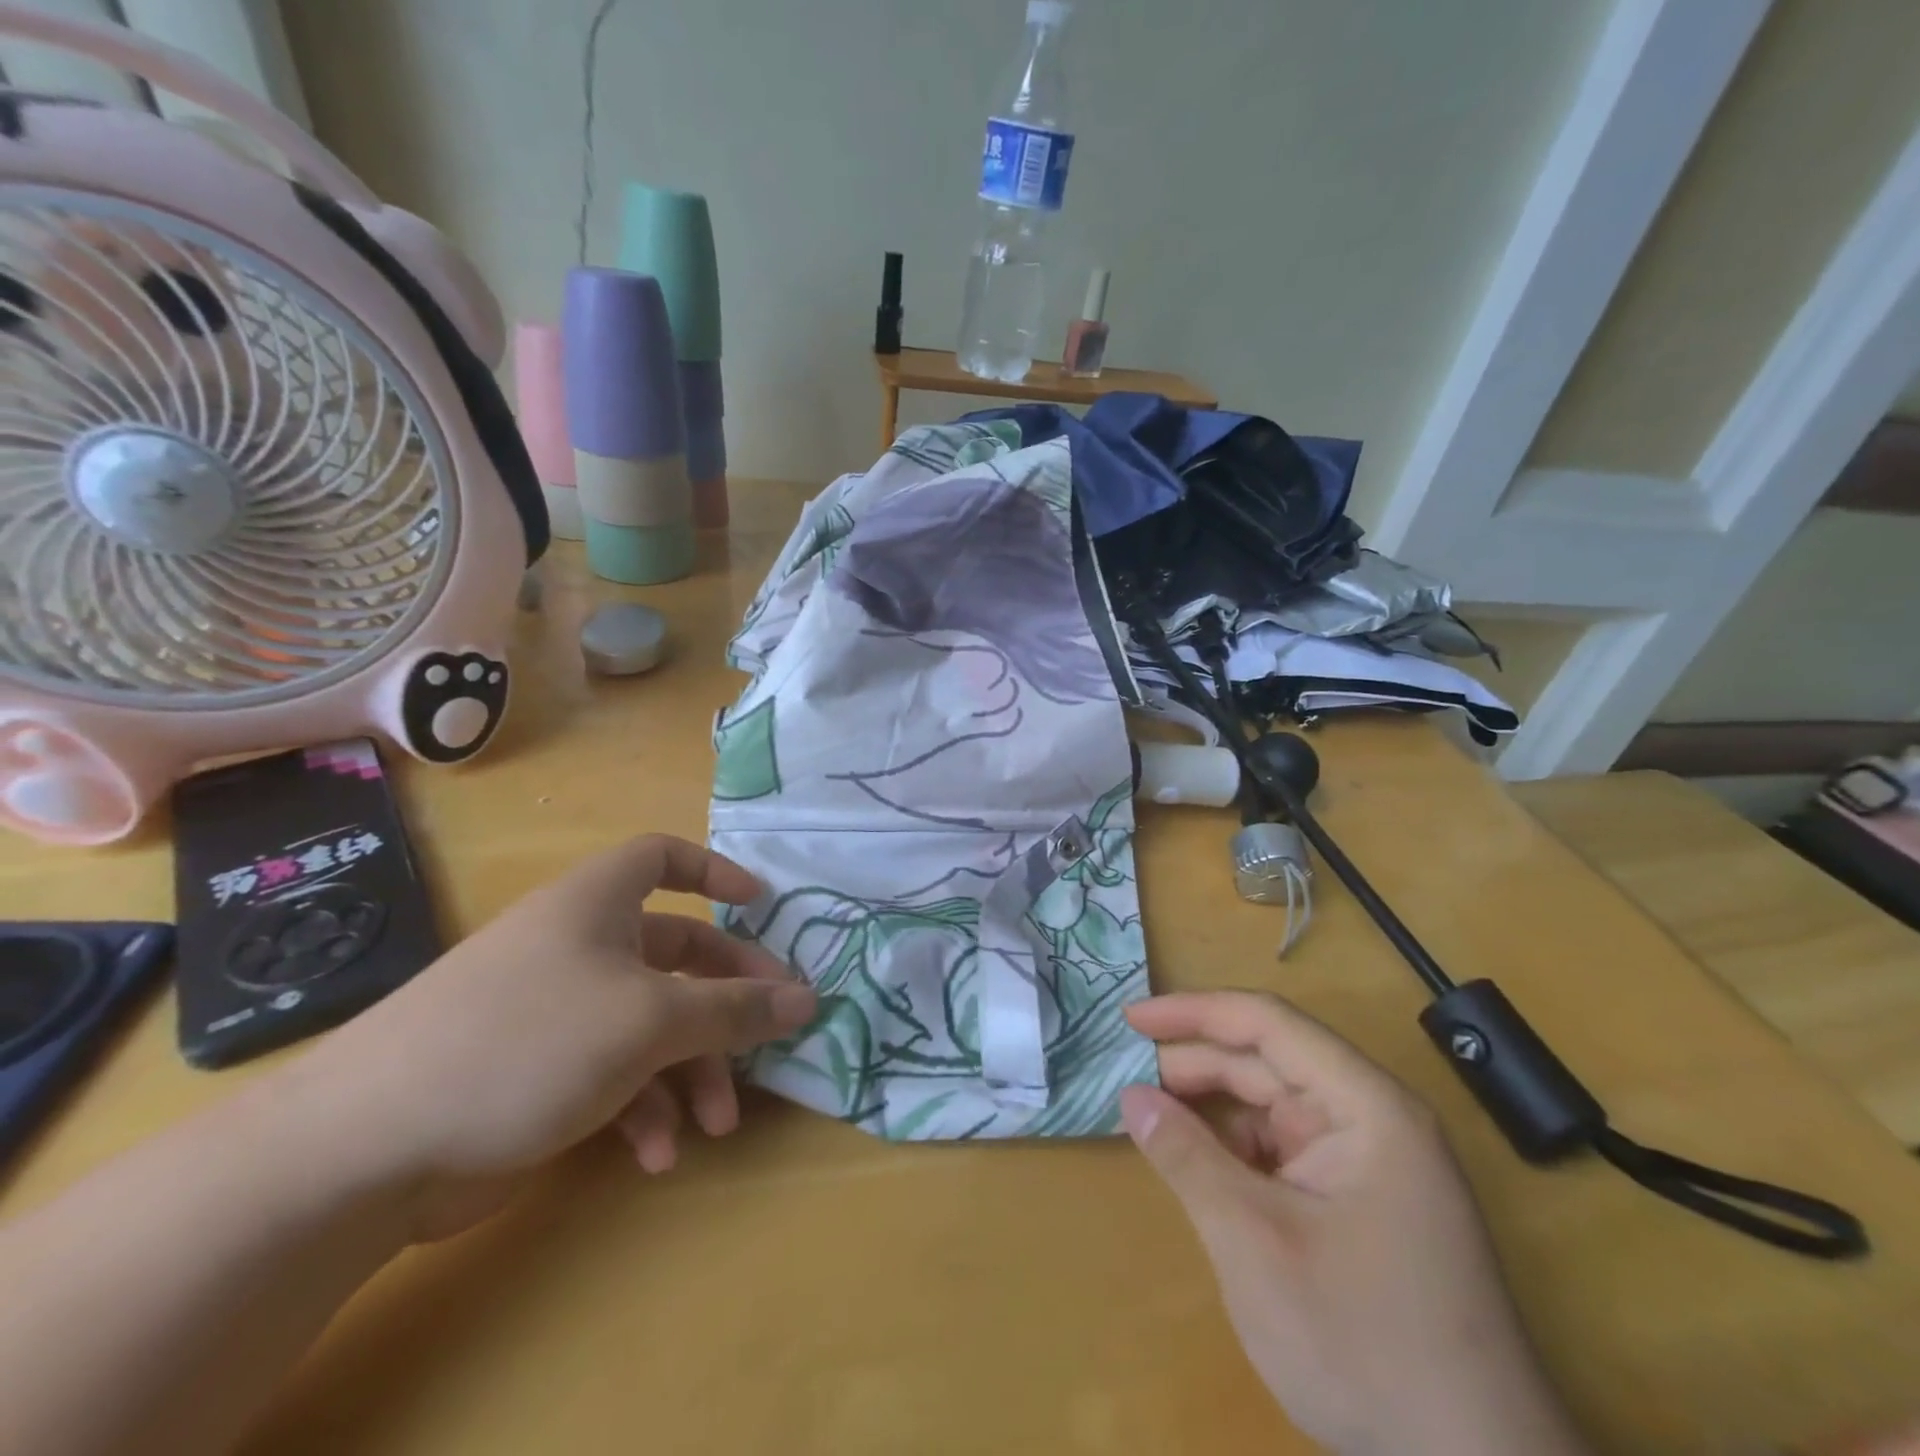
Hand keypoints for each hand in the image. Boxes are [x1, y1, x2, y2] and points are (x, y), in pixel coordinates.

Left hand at [281, 836, 815, 1240]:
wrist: (363, 1150)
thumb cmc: (530, 1041)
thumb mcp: (651, 1020)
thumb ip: (737, 1009)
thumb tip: (809, 998)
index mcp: (597, 905)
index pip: (661, 856)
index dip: (713, 870)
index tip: (759, 905)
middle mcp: (578, 946)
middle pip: (675, 955)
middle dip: (725, 1002)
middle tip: (771, 1038)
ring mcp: (555, 1011)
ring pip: (650, 1023)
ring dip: (691, 1071)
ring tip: (715, 1125)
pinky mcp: (534, 1072)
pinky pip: (612, 1072)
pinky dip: (642, 1108)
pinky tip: (654, 1156)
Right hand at [1120, 992, 1588, 1455]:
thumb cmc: (1363, 1344)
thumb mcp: (1255, 1243)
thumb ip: (1187, 1157)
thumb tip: (1130, 1096)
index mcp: (1365, 1105)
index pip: (1267, 1023)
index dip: (1193, 1011)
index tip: (1131, 1019)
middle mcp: (1371, 1118)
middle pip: (1267, 1062)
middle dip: (1195, 1065)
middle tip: (1128, 1078)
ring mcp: (1369, 1162)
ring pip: (1272, 1106)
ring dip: (1211, 1108)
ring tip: (1152, 1118)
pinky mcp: (1359, 1202)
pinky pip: (1283, 1150)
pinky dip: (1235, 1150)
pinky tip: (1198, 1165)